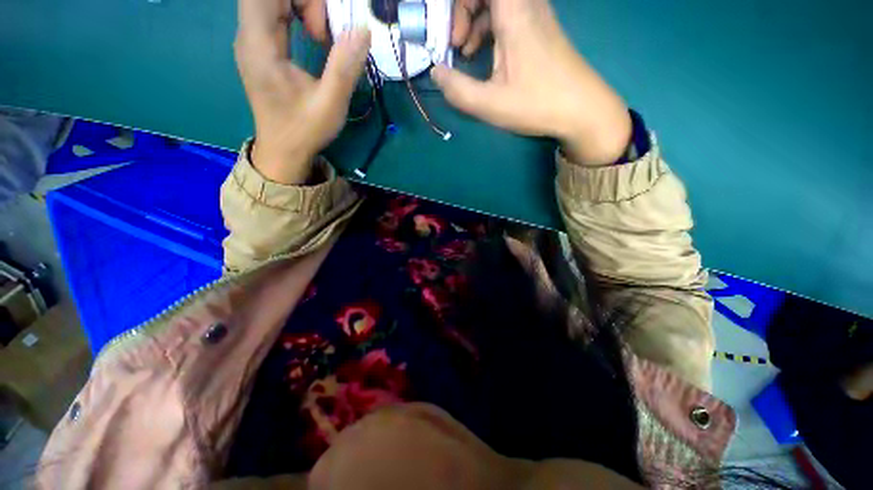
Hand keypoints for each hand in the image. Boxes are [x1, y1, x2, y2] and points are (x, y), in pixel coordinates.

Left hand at [235, 0, 369, 183]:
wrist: (283, 151)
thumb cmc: (304, 131)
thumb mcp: (330, 104)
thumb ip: (345, 67)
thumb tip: (362, 29)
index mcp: (259, 45)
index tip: (323, 23)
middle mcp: (249, 36)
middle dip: (303, 1)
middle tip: (326, 31)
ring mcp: (253, 42)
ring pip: (271, 1)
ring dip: (301, 6)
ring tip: (322, 37)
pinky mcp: (261, 49)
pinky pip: (275, 14)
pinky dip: (297, 15)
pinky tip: (314, 38)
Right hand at [436, 0, 631, 165]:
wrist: (582, 110)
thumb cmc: (537, 104)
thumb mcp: (490, 104)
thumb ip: (457, 89)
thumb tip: (436, 72)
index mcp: (514, 12)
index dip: (459, 5)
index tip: (451, 34)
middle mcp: (527, 4)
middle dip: (462, 12)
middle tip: (455, 45)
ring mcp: (536, 14)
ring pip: (496, 2)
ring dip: (474, 21)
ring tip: (466, 54)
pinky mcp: (540, 29)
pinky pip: (508, 13)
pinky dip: (489, 28)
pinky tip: (485, 57)